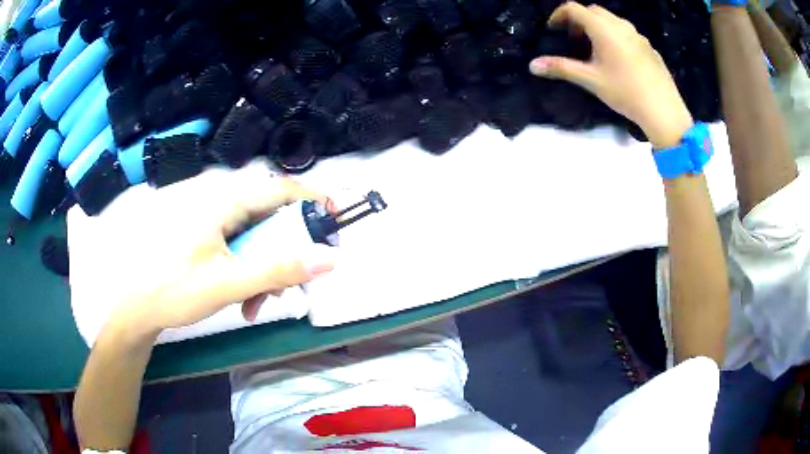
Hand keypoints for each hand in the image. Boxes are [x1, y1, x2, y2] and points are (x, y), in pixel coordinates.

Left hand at [68, 160, 336, 340]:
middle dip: (283, 250)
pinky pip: (231, 241)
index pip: (280, 189)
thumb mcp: (228, 284)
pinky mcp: (196, 229)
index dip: (312, 201)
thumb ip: (278, 270)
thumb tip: (329, 259)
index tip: (334, 220)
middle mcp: (215, 199)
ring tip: (256, 303)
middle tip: (291, 284)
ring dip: (261, 266)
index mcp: (222, 201)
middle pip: (266, 215)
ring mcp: (204, 214)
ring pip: (249, 232)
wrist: (131, 305)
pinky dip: (243, 266)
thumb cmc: (173, 290)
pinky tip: (238, 295)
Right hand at [529, 2, 692, 147]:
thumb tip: (533, 65)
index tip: (553, 30)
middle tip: (574, 40)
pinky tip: (618, 60)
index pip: (574, 8)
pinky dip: (615, 36)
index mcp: (603, 28)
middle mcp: (620, 25)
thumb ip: (561, 68)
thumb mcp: (590, 80)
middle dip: (579, 20)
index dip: (559, 15)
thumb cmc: (625, 92)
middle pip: (593, 11)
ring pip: (612, 20)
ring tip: (596, 50)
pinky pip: (627, 33)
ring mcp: (638, 35)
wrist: (663, 110)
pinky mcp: (649, 47)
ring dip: (598, 27)